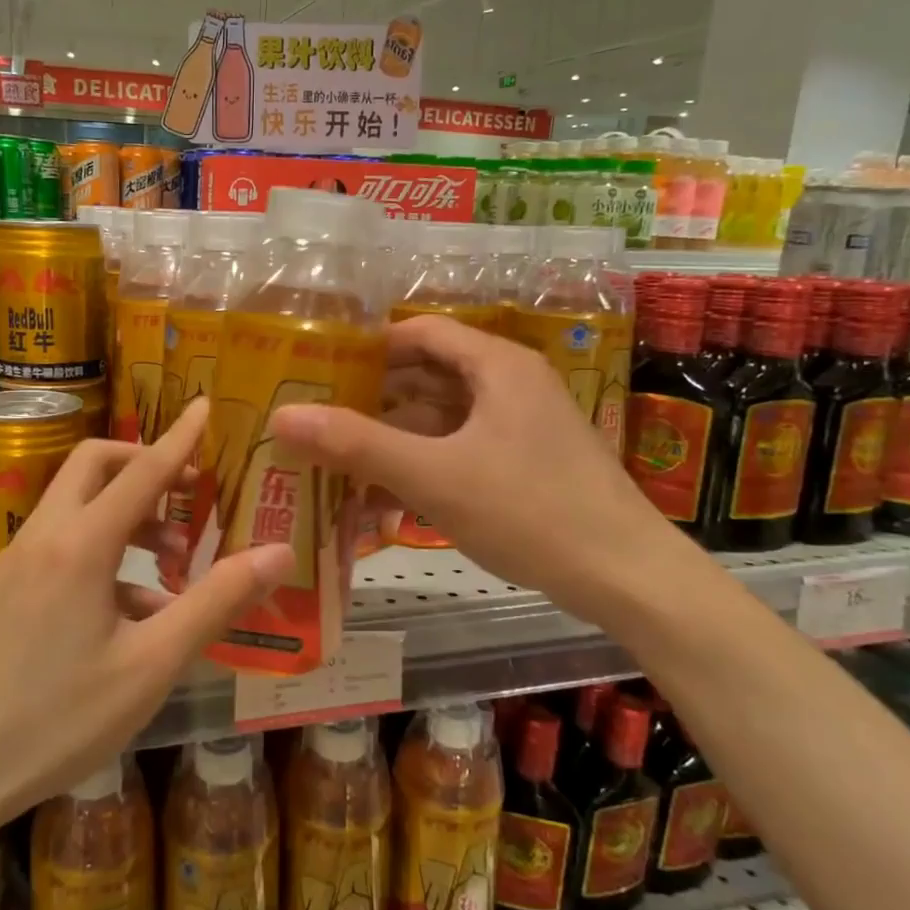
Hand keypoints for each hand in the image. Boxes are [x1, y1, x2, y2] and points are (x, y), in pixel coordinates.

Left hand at [0, 399, 292, 838]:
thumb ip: (216, 602)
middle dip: (144, 464)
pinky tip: (133, 610)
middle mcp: (43, 537)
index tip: (204, 405)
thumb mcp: (151, 664)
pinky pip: (61, 545)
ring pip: (75, 505)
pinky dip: (102, 552)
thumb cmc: (58, 719)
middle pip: (94, 465)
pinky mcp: (4, 591)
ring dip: (126, 513)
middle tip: (189, 493)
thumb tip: (278, 553)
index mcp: (80, 544)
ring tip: (173, 559)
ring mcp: (16, 562)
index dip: (179, 438)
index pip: (141, 471)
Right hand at [271, 315, 693, 623]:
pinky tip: (384, 495)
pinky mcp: (526, 463)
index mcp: (496, 366)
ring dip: (395, 435)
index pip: (420, 332)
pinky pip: (461, 449)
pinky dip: (423, 463)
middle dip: (374, 395)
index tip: (319, 367)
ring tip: (339, 456)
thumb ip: (357, 445)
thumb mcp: (433, 477)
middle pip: (428, 374)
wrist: (626, 577)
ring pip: (443, 417)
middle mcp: (511, 384)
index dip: (368, 345)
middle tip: (318, 414)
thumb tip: (282, 416)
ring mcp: (521, 426)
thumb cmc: (530, 511)